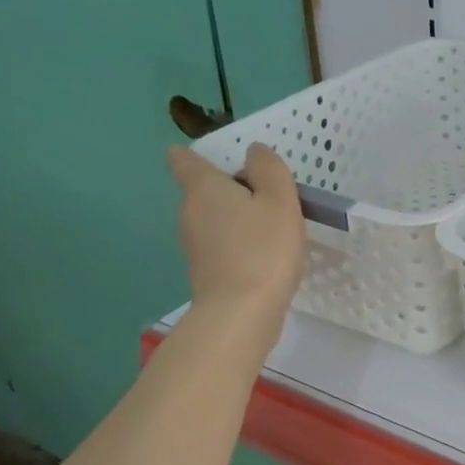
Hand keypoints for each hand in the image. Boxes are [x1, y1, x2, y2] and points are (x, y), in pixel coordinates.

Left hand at [167, 144, 306, 346]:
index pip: (183, 161)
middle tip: (267, 194)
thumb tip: (254, 151)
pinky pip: (220, 245)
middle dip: (229, 188)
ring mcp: (193, 245)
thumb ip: (269, 170)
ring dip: (236, 217)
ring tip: (271, 225)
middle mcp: (190, 213)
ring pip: (213, 219)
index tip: (212, 157)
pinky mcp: (205, 272)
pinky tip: (264, 254)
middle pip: (203, 190)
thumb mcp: (280, 201)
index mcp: (204, 189)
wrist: (241, 313)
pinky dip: (238, 243)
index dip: (192, 155)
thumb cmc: (264, 249)